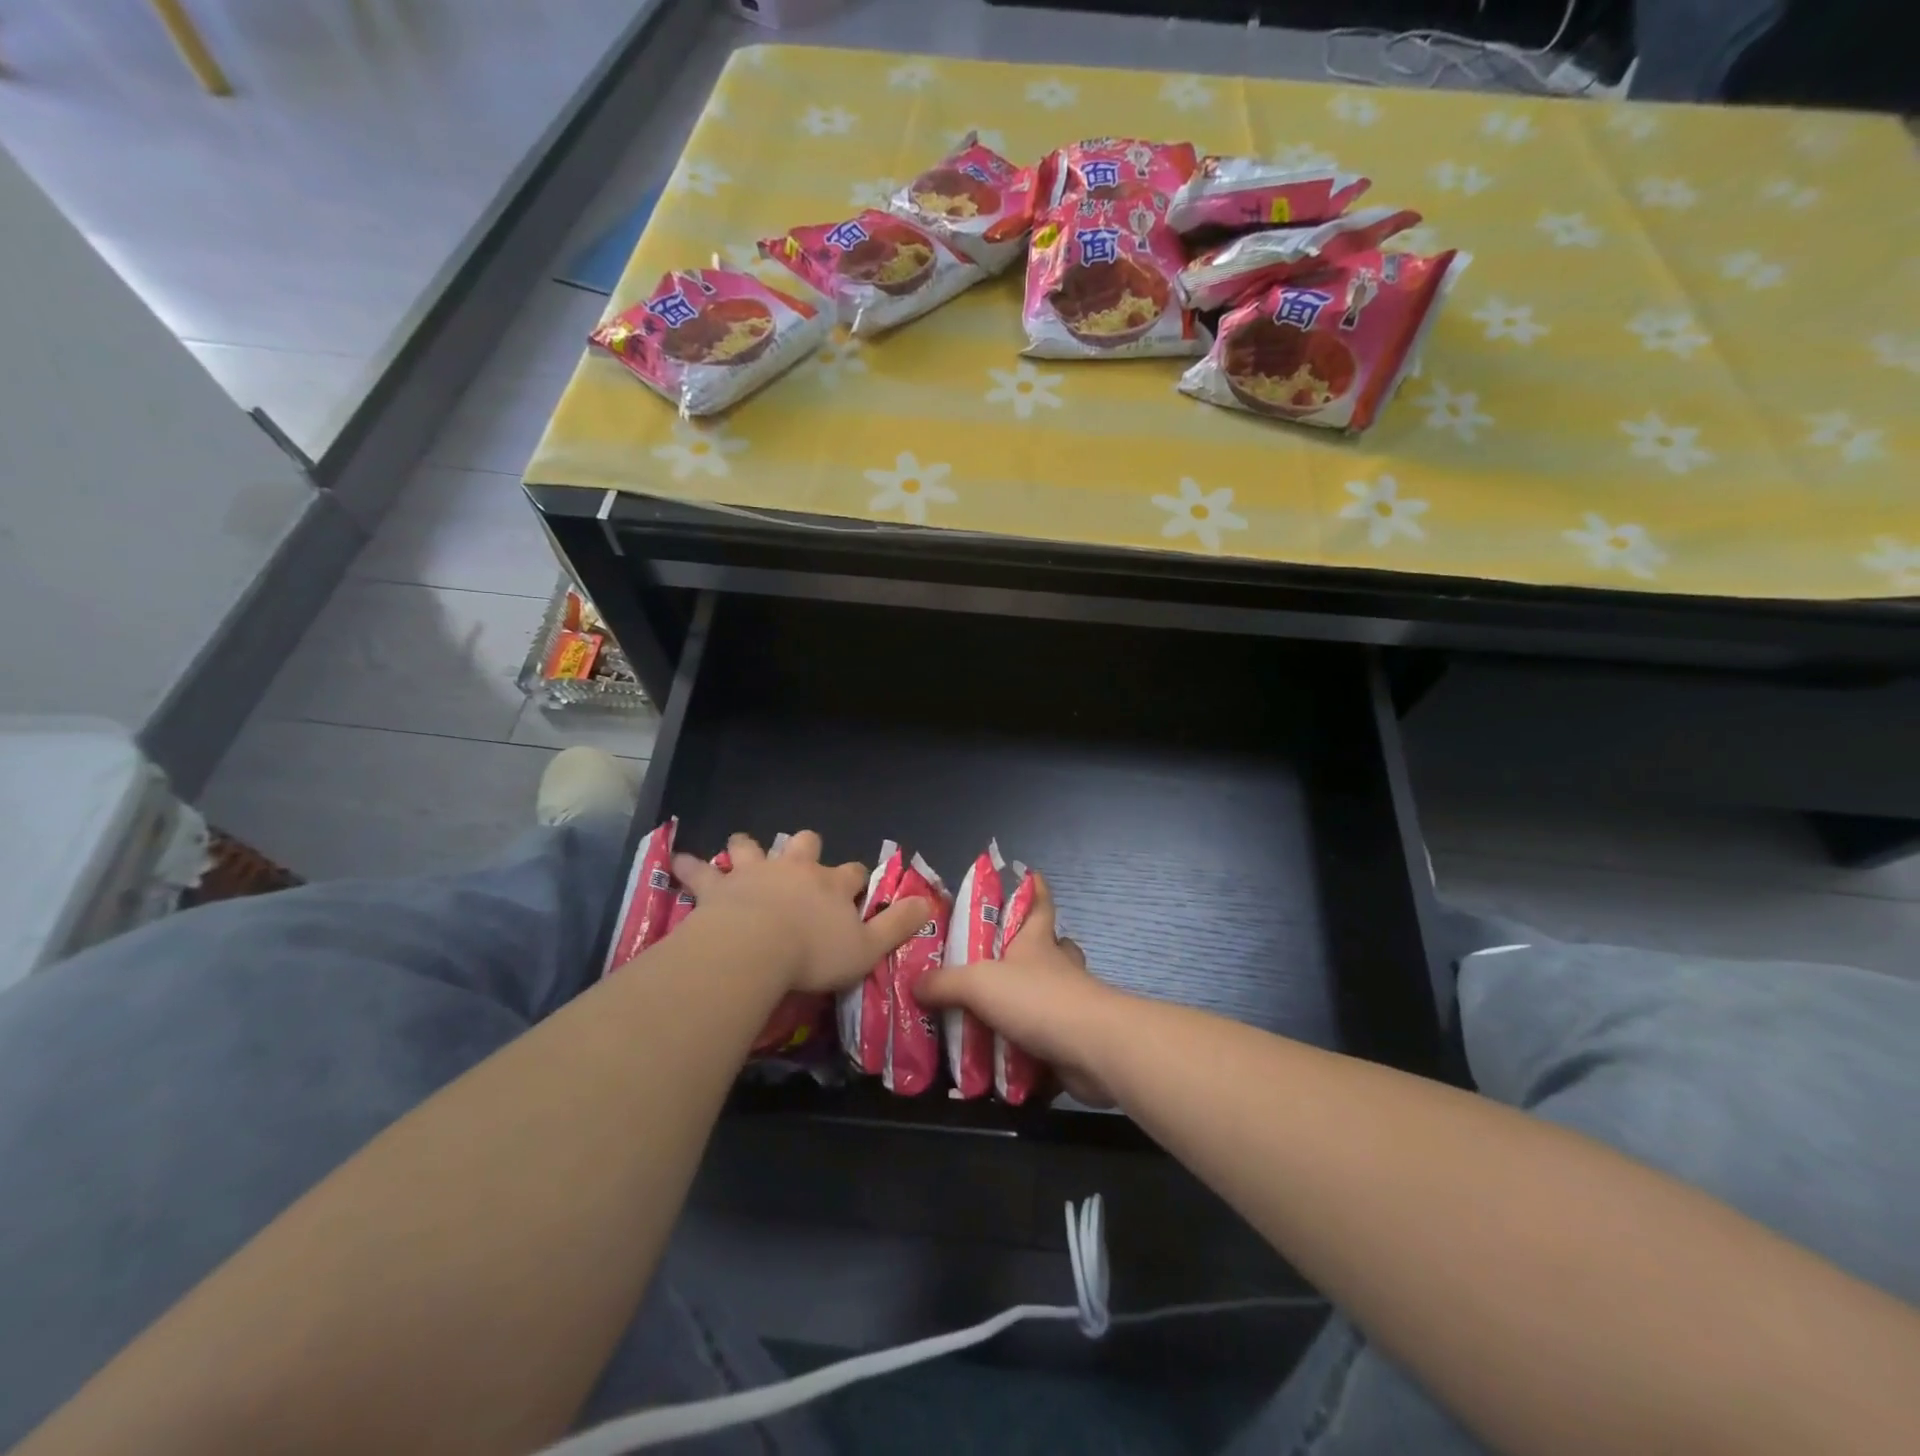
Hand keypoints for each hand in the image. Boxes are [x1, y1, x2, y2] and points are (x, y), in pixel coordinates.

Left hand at [672, 832, 928, 995]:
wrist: (756, 949)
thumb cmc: (813, 954)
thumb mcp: (867, 948)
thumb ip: (897, 925)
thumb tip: (927, 903)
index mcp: (832, 885)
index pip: (854, 872)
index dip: (857, 878)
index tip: (856, 888)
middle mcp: (796, 870)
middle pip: (805, 845)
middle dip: (806, 848)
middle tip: (801, 858)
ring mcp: (756, 873)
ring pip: (753, 847)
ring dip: (748, 847)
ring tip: (742, 847)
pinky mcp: (720, 886)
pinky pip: (700, 871)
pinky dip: (690, 865)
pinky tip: (678, 860)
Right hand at [915, 872, 1119, 1105]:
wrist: (1092, 1048)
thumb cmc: (1038, 999)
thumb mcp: (979, 983)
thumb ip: (944, 983)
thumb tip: (915, 984)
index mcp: (1037, 942)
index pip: (1039, 904)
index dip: (1035, 888)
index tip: (1030, 873)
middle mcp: (1057, 966)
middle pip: (1053, 946)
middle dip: (1036, 946)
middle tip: (1004, 956)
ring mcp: (1071, 1002)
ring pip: (1053, 990)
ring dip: (1032, 996)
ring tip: (997, 1008)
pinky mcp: (1074, 1038)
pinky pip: (1050, 1034)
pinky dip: (1032, 1042)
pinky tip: (1007, 1052)